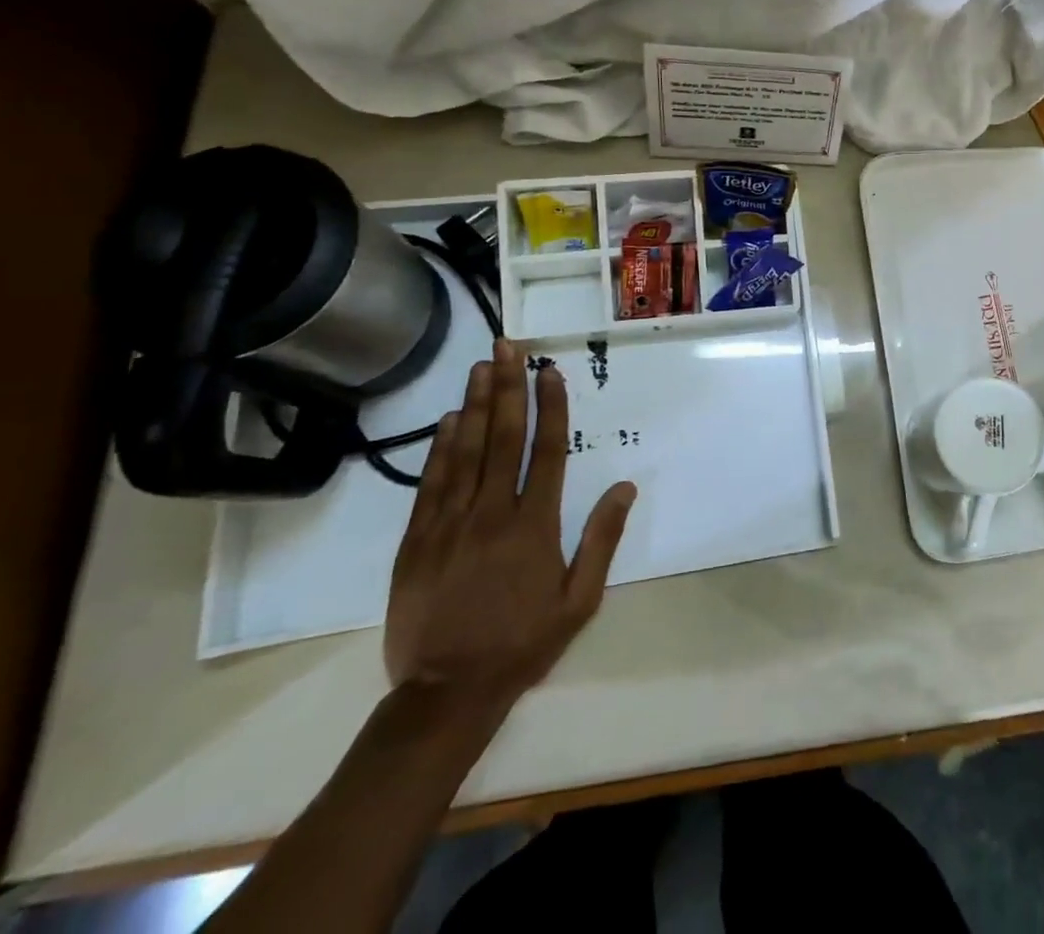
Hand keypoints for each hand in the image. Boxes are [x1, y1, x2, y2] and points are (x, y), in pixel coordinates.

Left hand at [384, 339, 635, 711]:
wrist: (446, 693)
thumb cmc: (523, 644)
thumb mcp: (579, 601)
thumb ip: (602, 540)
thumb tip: (626, 487)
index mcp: (535, 526)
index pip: (546, 452)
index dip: (550, 407)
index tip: (549, 372)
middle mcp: (491, 514)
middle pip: (502, 439)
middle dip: (507, 389)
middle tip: (507, 349)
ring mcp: (449, 525)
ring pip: (464, 453)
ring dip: (475, 406)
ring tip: (480, 368)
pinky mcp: (416, 542)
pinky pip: (430, 484)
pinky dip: (440, 448)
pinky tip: (448, 421)